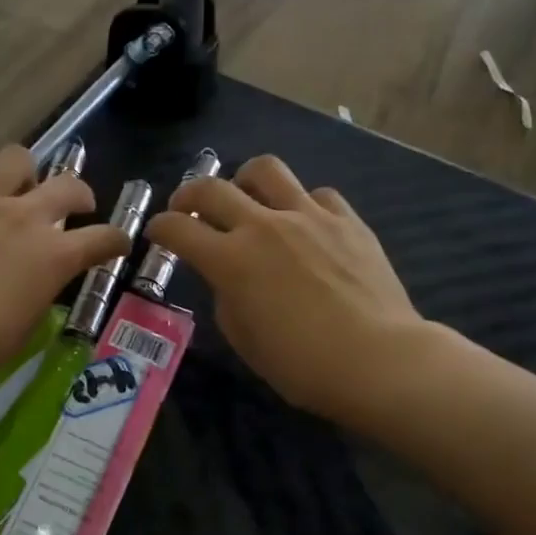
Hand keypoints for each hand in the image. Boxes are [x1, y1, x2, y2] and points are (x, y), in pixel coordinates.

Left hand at [0, 145, 129, 393]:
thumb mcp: (23, 328)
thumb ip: (37, 293)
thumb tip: (34, 282)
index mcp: (53, 256)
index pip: (103, 238)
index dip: (116, 240)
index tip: (117, 243)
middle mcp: (23, 216)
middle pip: (69, 185)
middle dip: (79, 194)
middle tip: (74, 205)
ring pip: (14, 158)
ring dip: (22, 174)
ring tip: (12, 190)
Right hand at [144, 154, 426, 423]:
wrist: (377, 359)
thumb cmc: (302, 365)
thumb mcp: (245, 340)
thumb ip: (226, 298)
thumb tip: (228, 278)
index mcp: (231, 261)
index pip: (178, 228)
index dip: (160, 227)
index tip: (158, 232)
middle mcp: (263, 226)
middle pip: (212, 188)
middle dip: (189, 193)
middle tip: (188, 207)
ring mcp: (309, 216)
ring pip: (266, 169)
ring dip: (244, 178)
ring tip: (246, 194)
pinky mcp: (347, 219)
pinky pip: (317, 194)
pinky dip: (302, 202)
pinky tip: (305, 222)